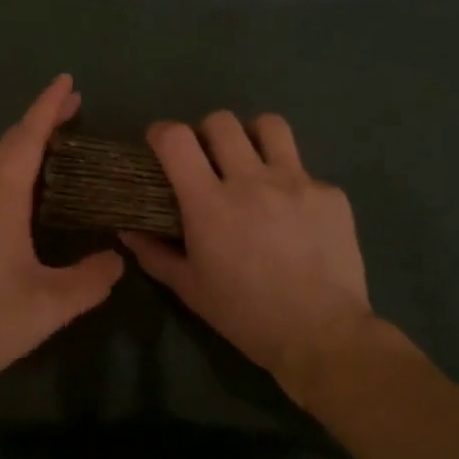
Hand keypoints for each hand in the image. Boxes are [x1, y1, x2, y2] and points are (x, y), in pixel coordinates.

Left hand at [0, 75, 123, 402]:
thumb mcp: (48, 306)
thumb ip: (89, 280)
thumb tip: (117, 258)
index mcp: (0, 199)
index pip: (27, 138)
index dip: (48, 107)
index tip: (67, 81)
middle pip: (10, 143)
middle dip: (40, 120)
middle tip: (73, 106)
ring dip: (25, 143)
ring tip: (55, 140)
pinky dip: (12, 166)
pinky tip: (26, 190)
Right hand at [121, 112, 391, 404]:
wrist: (323, 337)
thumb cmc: (246, 316)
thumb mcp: (190, 289)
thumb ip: (154, 253)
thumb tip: (128, 230)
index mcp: (209, 203)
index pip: (176, 139)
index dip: (162, 133)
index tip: (161, 145)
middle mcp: (251, 180)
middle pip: (221, 122)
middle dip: (207, 133)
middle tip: (209, 159)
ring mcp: (296, 182)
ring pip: (270, 126)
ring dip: (254, 138)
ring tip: (253, 163)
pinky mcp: (330, 194)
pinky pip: (305, 171)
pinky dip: (293, 184)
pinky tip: (295, 215)